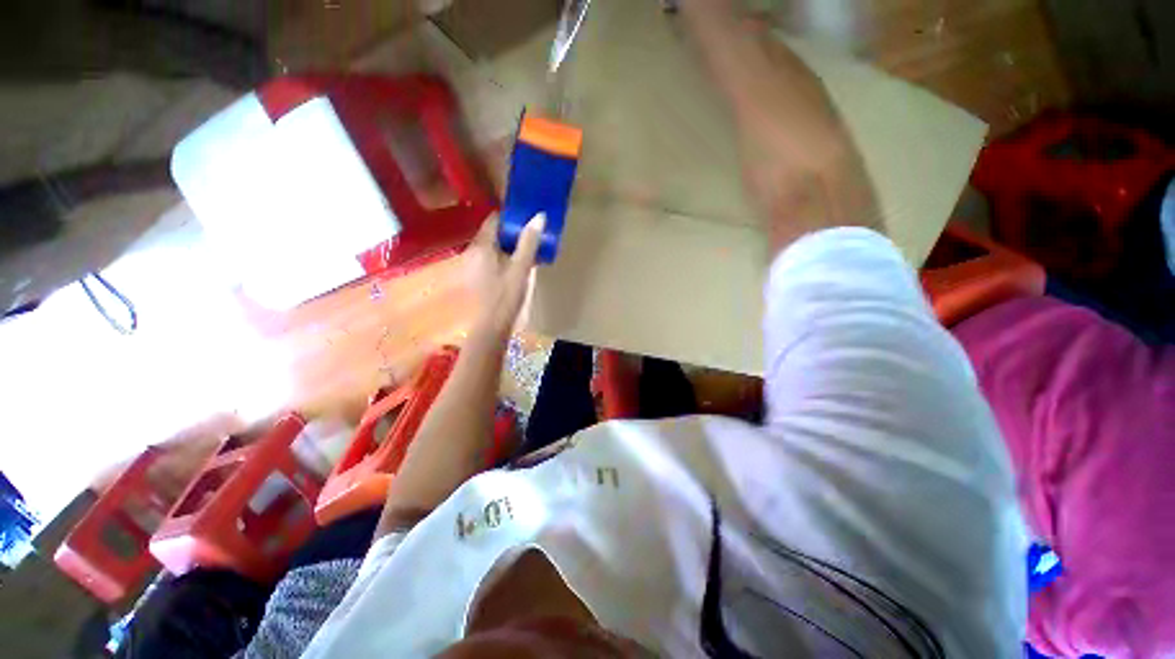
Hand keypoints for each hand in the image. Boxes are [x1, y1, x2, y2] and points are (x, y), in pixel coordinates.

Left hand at [464, 212, 544, 338]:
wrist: (492, 326)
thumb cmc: (506, 296)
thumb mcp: (520, 268)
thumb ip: (529, 242)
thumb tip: (539, 216)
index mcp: (482, 246)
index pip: (494, 220)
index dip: (511, 215)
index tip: (528, 215)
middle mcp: (475, 252)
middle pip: (495, 233)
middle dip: (514, 230)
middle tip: (534, 230)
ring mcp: (477, 266)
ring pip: (496, 247)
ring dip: (512, 244)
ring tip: (532, 245)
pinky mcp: (482, 277)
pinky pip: (496, 259)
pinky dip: (508, 256)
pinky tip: (522, 263)